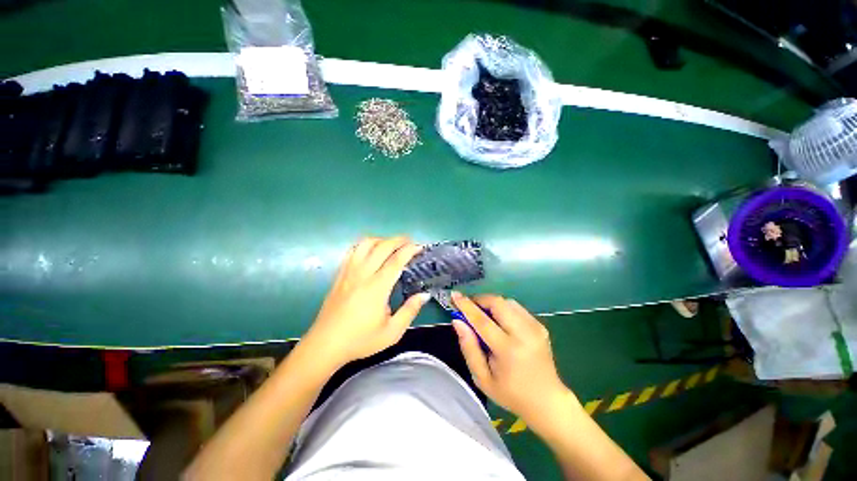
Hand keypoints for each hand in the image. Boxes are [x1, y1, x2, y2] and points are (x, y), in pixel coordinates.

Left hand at [302, 236, 429, 370]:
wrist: (325, 345)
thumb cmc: (360, 340)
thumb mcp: (391, 332)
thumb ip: (410, 311)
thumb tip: (424, 295)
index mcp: (377, 288)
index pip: (396, 261)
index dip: (409, 250)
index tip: (420, 247)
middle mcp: (362, 274)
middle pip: (382, 246)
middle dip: (398, 240)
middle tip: (410, 242)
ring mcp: (348, 272)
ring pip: (365, 244)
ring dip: (381, 239)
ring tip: (391, 245)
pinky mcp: (340, 274)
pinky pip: (353, 251)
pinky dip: (366, 245)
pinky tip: (371, 251)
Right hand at [452, 293, 575, 429]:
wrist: (547, 401)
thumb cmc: (510, 394)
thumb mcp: (482, 378)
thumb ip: (469, 348)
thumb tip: (458, 322)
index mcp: (508, 350)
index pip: (482, 320)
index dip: (466, 306)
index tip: (454, 295)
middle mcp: (524, 334)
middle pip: (498, 303)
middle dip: (480, 300)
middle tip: (469, 307)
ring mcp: (535, 327)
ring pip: (507, 302)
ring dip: (491, 303)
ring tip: (483, 315)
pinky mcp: (540, 325)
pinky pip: (516, 307)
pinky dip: (503, 308)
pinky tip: (500, 322)